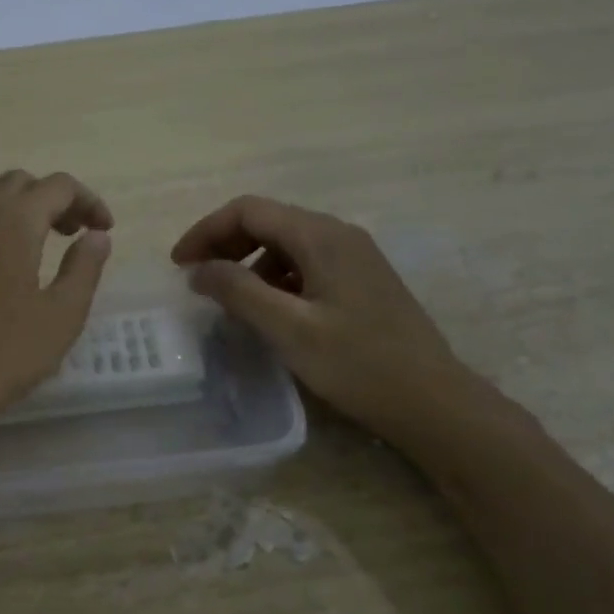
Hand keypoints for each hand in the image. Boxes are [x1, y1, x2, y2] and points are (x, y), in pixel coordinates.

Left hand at [0, 171, 112, 449]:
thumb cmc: (2, 354)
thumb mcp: (62, 316)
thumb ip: (84, 268)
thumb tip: (97, 235)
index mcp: (14, 221)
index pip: (59, 186)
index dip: (88, 201)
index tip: (103, 229)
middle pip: (16, 183)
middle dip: (48, 200)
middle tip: (68, 234)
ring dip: (5, 208)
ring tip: (20, 243)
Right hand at [172, 196, 478, 445]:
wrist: (434, 402)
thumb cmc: (359, 365)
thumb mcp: (289, 330)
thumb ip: (239, 292)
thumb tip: (199, 269)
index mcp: (321, 236)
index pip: (249, 210)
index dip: (206, 232)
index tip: (179, 266)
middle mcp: (339, 235)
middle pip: (268, 221)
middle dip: (225, 245)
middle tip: (198, 281)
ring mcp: (355, 257)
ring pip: (287, 244)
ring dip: (250, 264)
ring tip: (230, 301)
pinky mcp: (362, 281)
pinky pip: (307, 265)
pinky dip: (276, 279)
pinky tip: (271, 312)